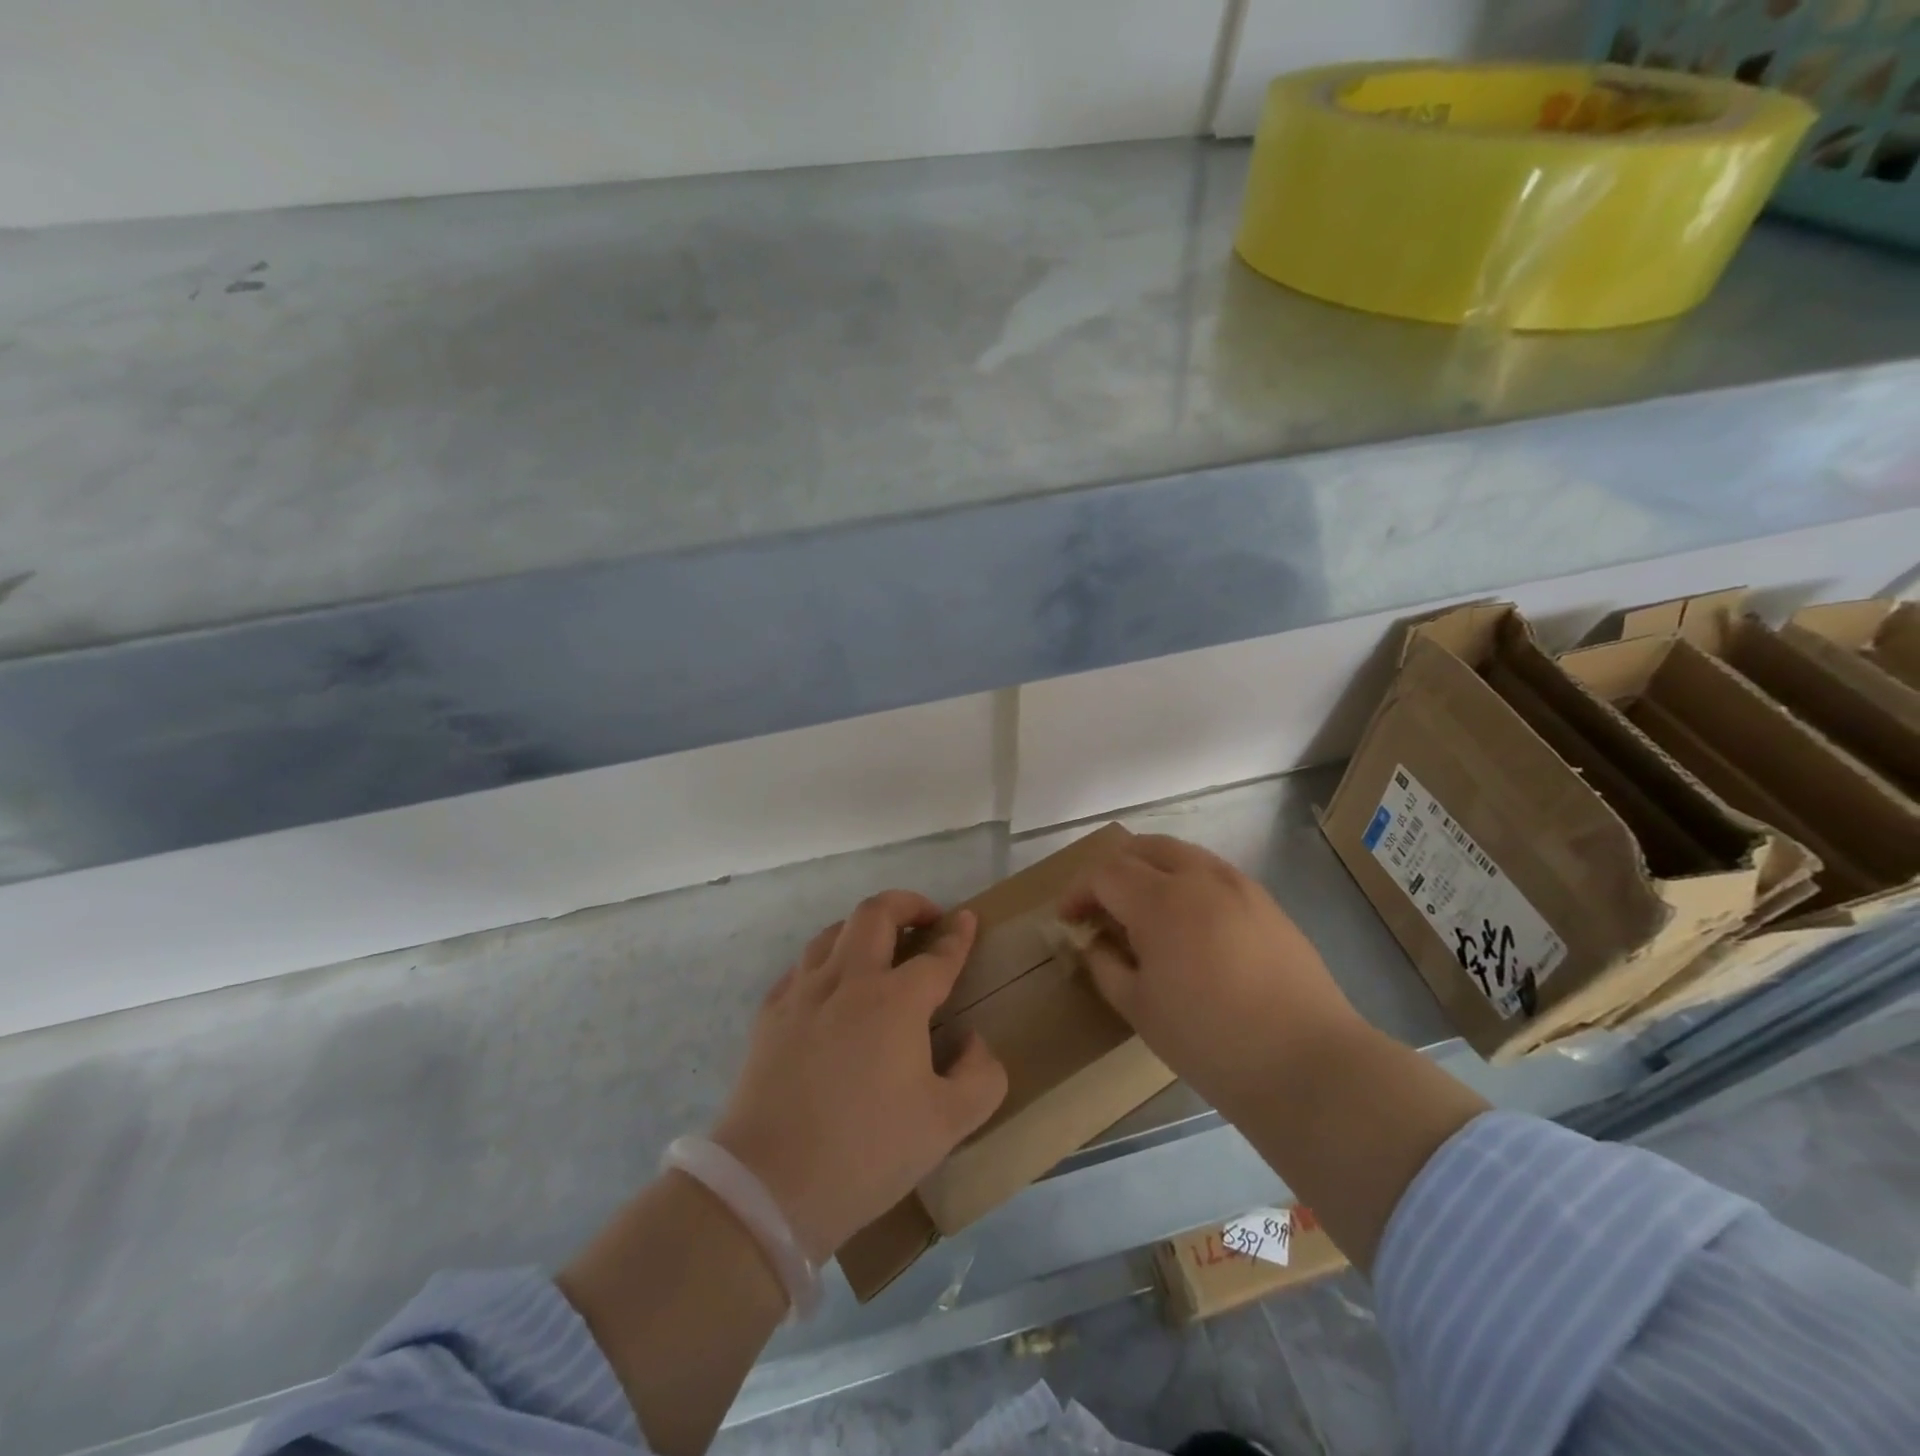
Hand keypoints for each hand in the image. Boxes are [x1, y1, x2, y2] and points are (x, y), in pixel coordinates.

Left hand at [711, 891, 1008, 1261]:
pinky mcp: (770, 1014)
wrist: (769, 1185)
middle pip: (876, 914)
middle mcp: (849, 981)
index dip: (958, 935)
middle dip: (908, 903)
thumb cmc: (866, 1153)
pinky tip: (831, 985)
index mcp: (896, 1001)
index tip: (968, 919)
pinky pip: (802, 966)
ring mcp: (803, 993)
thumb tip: (974, 1042)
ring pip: (834, 932)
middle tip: (926, 917)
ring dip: (864, 926)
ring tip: (880, 945)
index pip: (937, 955)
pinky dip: (826, 960)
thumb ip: (981, 1076)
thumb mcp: (947, 1126)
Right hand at [1060, 835, 1363, 1118]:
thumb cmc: (1211, 1041)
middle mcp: (1200, 877)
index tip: (1068, 919)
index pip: (1104, 873)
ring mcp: (1239, 885)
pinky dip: (1186, 882)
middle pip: (1142, 847)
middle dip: (1112, 870)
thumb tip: (1094, 943)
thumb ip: (1106, 965)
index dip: (1078, 892)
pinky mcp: (1267, 902)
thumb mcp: (1140, 1009)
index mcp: (1161, 900)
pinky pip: (1212, 873)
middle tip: (1101, 907)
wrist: (1308, 1063)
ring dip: (1150, 870)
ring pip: (1181, 853)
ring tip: (1143, 912)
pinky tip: (1188, 924)